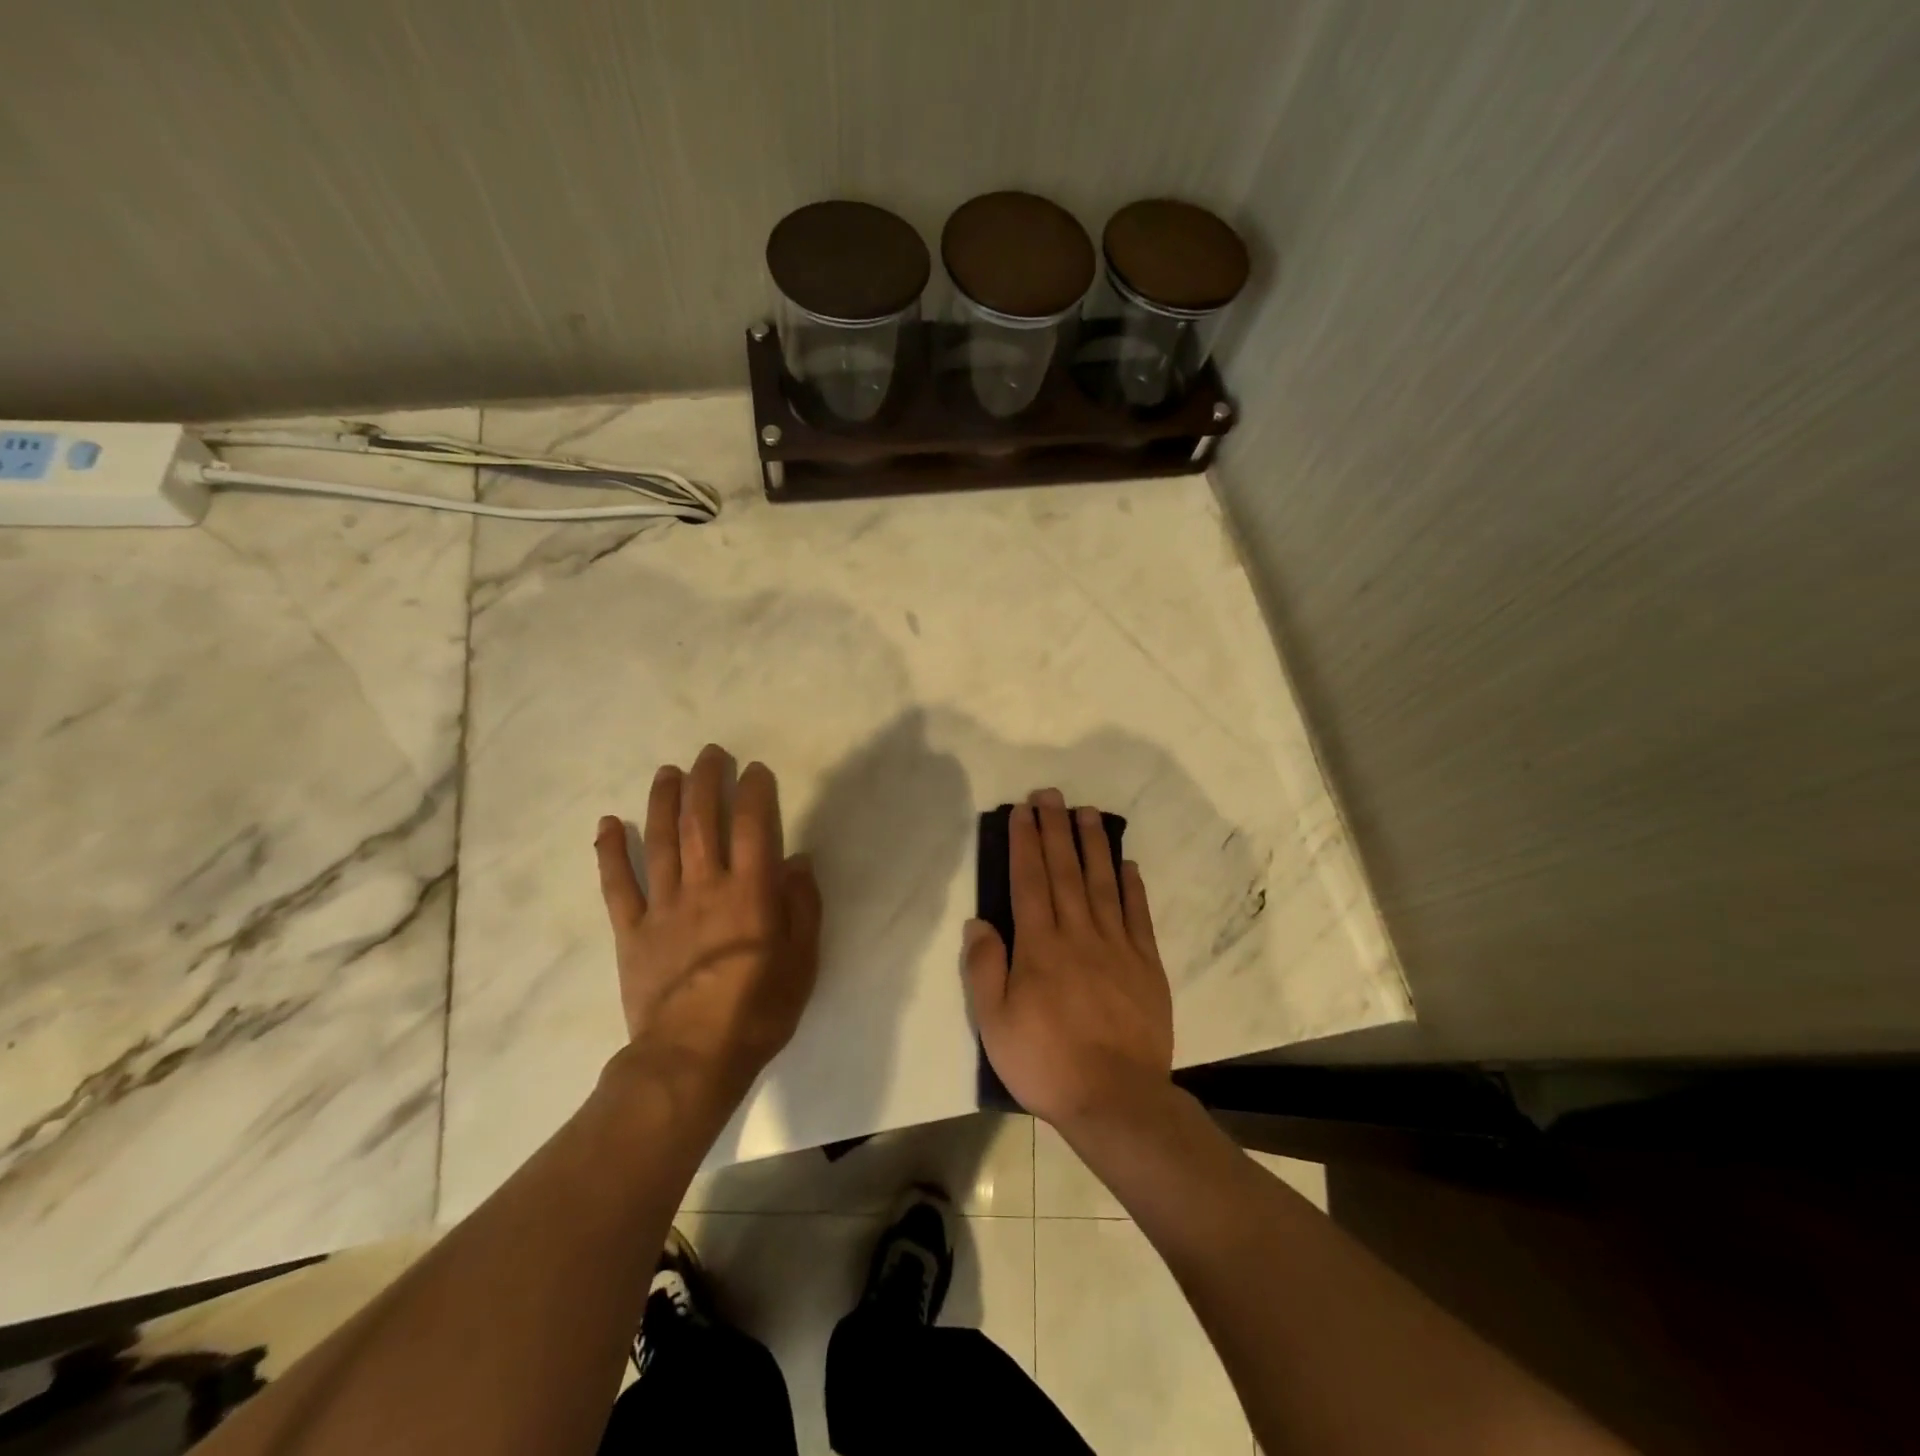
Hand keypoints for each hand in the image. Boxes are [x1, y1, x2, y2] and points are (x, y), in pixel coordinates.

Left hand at [594, 744, 822, 1107]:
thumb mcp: (804, 961)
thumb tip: (798, 860)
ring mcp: (663, 906)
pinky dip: (610, 852)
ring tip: (668, 772)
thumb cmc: (759, 1010)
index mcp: (750, 892)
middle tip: (710, 754)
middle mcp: (705, 887)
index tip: (756, 771)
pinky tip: (607, 824)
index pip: (753, 826)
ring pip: (659, 841)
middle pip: (702, 821)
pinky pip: (617, 885)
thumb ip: (804, 906)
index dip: (754, 792)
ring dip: (663, 801)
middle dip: (706, 781)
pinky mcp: (631, 931)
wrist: (692, 1058)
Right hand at [963, 788, 1173, 1131]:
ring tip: (1088, 813)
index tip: (1023, 811)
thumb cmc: (1047, 1063)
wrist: (1117, 1100)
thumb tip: (979, 922)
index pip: (1029, 881)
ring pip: (1103, 884)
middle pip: (1065, 871)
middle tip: (1052, 794)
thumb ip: (985, 969)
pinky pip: (1138, 916)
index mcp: (1040, 947)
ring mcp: (1117, 947)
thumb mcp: (995, 1024)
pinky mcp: (1146, 964)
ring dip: (1094, 846)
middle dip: (1056, 829)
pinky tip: (1128, 865)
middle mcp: (1079, 934)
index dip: (1025, 842)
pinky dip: (1133, 887)